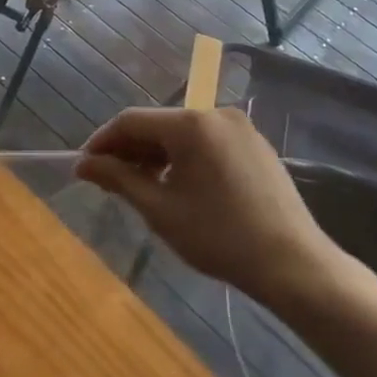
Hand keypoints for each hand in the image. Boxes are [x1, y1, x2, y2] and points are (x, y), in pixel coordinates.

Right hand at [78, 108, 357, 310]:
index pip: (131, 121)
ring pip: (183, 133)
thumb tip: (84, 164)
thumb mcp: (160, 209)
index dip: (102, 142)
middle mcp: (215, 113)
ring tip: (140, 187)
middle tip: (108, 181)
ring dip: (156, 155)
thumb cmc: (219, 235)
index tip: (84, 168)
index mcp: (190, 123)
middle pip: (158, 124)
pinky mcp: (256, 145)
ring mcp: (240, 127)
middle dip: (129, 150)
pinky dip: (184, 157)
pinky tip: (178, 186)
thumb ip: (119, 179)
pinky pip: (207, 142)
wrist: (292, 263)